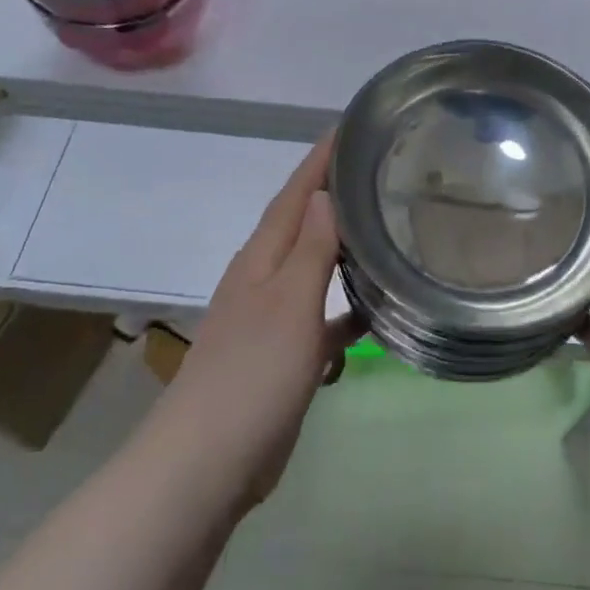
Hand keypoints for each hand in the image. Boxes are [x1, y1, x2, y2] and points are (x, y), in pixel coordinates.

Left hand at [145, 134, 358, 516]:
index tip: (350, 126)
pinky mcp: (280, 356)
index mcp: (262, 257)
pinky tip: (374, 314)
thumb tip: (325, 193)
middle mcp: (263, 278)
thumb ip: (312, 249)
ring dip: (341, 249)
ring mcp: (270, 318)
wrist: (207, 463)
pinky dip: (343, 310)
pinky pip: (320, 317)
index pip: (295, 193)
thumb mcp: (290, 303)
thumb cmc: (253, 374)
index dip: (320, 160)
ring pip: (313, 269)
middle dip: (333, 194)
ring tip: (383, 230)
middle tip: (378, 169)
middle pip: (302, 223)